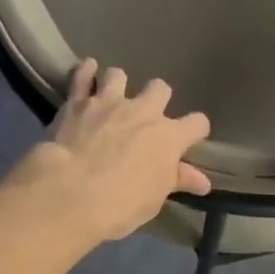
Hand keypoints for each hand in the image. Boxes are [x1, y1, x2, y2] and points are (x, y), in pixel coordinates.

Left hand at [9, 60, 210, 242]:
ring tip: (112, 96)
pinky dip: (85, 72)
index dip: (195, 130)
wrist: (71, 192)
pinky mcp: (78, 102)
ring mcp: (109, 102)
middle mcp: (143, 111)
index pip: (197, 123)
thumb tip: (203, 181)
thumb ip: (178, 180)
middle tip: (146, 116)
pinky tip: (87, 70)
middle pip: (160, 88)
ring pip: (119, 75)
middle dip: (157, 98)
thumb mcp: (155, 198)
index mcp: (168, 136)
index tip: (190, 139)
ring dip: (118, 84)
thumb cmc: (121, 203)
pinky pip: (82, 76)